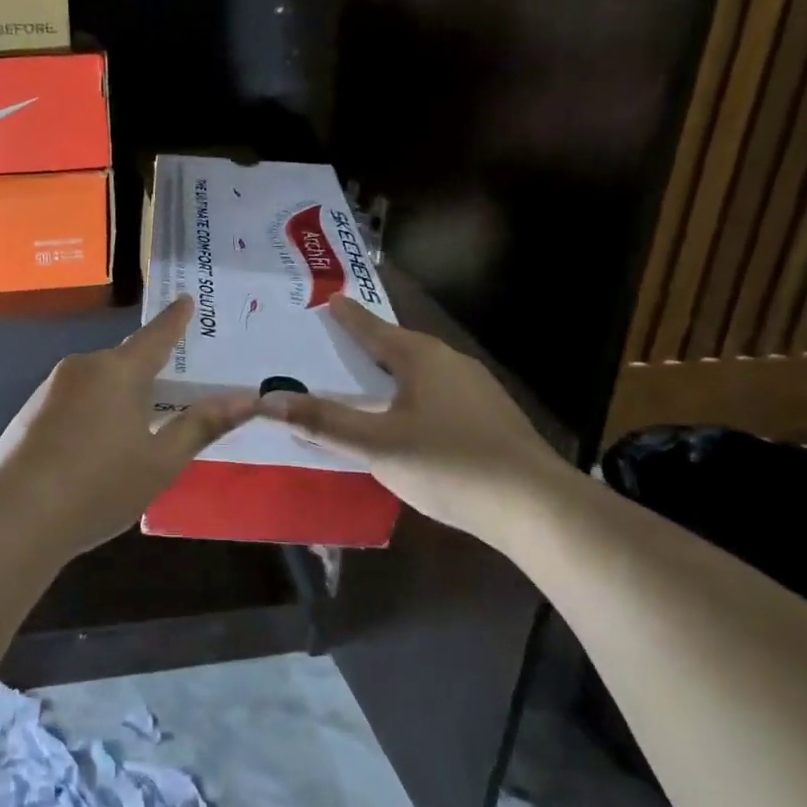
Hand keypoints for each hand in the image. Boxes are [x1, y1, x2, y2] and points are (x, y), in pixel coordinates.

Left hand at [0, 297, 255, 559]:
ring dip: (118, 398)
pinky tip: (95, 450)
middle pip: (125, 362)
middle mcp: (83, 367)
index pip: (156, 336)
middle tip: (172, 390)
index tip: (185, 299)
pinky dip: (92, 414)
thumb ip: (201, 425)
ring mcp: (50, 388)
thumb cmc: (100, 486)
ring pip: (98, 384)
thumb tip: (247, 398)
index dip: (175, 319)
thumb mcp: (161, 462)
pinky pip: (74, 402)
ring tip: (135, 432)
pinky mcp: (29, 412)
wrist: (17, 517)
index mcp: (118, 371)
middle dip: (148, 373)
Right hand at [258, 294, 582, 544]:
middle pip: (399, 346)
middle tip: (337, 344)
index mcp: (422, 358)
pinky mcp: (491, 418)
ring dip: (392, 373)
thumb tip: (269, 400)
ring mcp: (477, 390)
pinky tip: (408, 420)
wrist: (537, 506)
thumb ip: (324, 423)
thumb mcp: (377, 445)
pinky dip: (413, 396)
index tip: (330, 300)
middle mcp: (451, 363)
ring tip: (366, 382)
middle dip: (368, 344)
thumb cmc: (449, 464)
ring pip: (422, 372)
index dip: (348, 317)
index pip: (374, 329)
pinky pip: (439, 394)